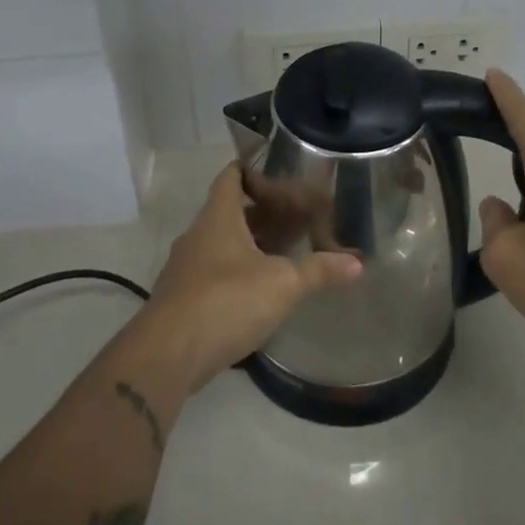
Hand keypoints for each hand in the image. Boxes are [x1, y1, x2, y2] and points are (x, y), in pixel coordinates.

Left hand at [140, 163, 362, 391]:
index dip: (252, 169)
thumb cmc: (226, 301)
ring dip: (250, 245)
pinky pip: (215, 273)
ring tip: (285, 253)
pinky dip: (238, 273)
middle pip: (230, 211)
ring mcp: (186, 269)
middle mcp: (198, 235)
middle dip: (262, 212)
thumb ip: (319, 270)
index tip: (279, 172)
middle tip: (296, 217)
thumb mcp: (282, 284)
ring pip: (222, 244)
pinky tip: (261, 291)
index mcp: (218, 217)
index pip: (231, 176)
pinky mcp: (183, 300)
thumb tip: (358, 263)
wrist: (167, 356)